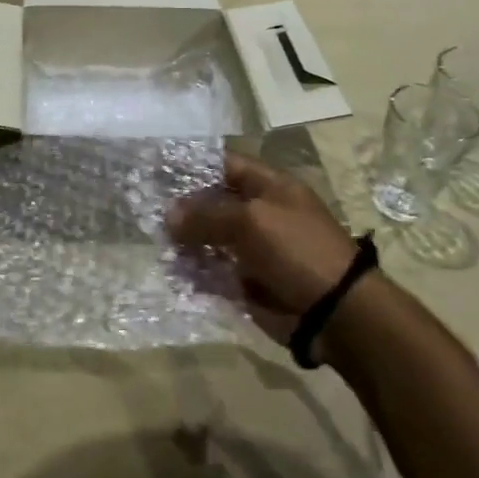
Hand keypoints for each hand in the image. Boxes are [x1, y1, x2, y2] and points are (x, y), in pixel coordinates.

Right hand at [167, 153, 361, 352]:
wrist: (334, 311)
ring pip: (209, 240)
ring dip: (183, 243)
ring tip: (154, 244)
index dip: (193, 166)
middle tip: (145, 211)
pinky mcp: (246, 282)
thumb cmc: (297, 250)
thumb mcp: (252, 220)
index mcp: (270, 187)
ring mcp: (252, 249)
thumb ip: (207, 215)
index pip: (225, 166)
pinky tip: (171, 272)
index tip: (157, 171)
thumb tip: (169, 215)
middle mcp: (259, 214)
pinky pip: (212, 272)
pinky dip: (193, 273)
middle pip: (213, 204)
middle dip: (182, 209)